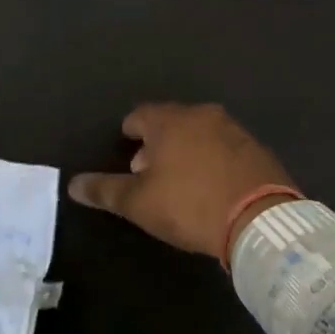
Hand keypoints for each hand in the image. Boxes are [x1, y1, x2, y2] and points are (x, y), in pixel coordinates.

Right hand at [68, 102, 295, 258]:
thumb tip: (73, 183)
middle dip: (157, 142)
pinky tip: (212, 185)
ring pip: (200, 133)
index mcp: (171, 120)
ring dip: (186, 150)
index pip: (140, 115)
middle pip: (171, 122)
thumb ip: (105, 190)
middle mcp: (203, 115)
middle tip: (148, 171)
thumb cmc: (189, 204)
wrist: (261, 218)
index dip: (129, 131)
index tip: (126, 149)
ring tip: (180, 181)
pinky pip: (225, 148)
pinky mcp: (258, 149)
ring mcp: (235, 129)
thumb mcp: (139, 202)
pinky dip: (213, 160)